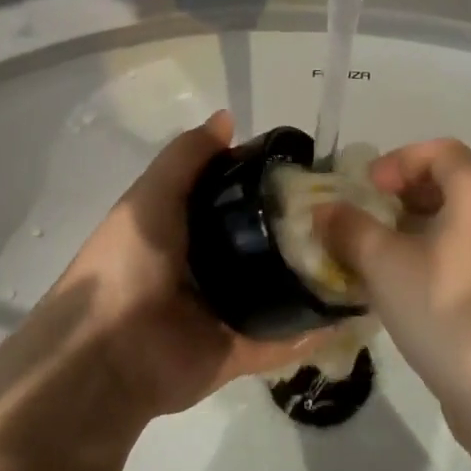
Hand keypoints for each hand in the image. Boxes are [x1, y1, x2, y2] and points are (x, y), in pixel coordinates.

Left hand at [36, 110, 330, 420]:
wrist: (106, 351)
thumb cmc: (127, 262)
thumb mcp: (151, 196)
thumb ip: (187, 158)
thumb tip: (227, 118)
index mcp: (188, 229)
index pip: (238, 200)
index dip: (270, 184)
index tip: (312, 171)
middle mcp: (212, 267)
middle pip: (266, 244)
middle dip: (302, 231)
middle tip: (351, 214)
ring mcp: (228, 312)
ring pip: (281, 290)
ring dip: (315, 278)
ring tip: (363, 257)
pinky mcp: (241, 352)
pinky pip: (285, 340)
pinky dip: (315, 330)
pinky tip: (355, 309)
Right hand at [316, 139, 470, 431]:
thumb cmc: (446, 311)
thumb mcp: (384, 264)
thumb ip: (350, 228)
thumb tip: (325, 211)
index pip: (442, 151)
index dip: (399, 160)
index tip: (368, 190)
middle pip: (452, 185)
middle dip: (403, 196)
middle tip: (368, 220)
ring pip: (461, 224)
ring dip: (417, 230)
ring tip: (379, 256)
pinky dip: (437, 257)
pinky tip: (408, 290)